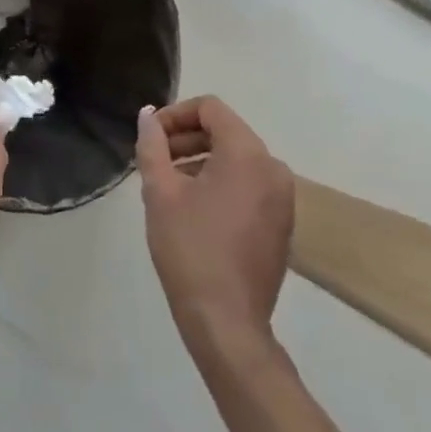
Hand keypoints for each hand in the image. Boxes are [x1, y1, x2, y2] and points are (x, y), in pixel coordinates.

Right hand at [137, 97, 295, 351]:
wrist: (227, 322)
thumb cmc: (190, 249)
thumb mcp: (160, 191)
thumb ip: (152, 145)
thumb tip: (148, 115)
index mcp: (247, 154)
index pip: (210, 108)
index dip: (175, 114)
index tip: (151, 136)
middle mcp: (273, 168)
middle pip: (225, 131)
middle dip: (186, 138)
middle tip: (155, 159)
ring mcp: (282, 198)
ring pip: (237, 158)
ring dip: (201, 160)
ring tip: (168, 184)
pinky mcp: (282, 223)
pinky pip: (249, 183)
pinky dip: (221, 182)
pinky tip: (193, 207)